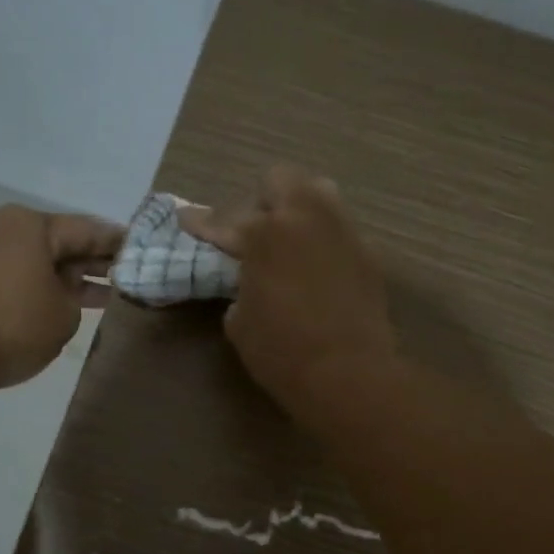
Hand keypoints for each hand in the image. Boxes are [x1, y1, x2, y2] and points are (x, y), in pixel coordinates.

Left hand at [0, 205, 123, 391]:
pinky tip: (39, 304)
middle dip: (84, 261)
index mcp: (30, 225)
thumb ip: (73, 299)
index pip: (86, 230)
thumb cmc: (9, 325)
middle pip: (52, 242)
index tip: (137, 248)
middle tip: (115, 276)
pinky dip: (24, 285)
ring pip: (24, 258)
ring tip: (83, 296)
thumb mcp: (63, 318)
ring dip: (54, 276)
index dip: (115, 243)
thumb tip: (58, 292)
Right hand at [181, 165, 395, 410]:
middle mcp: (304, 219)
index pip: (222, 220)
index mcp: (264, 234)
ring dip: (299, 210)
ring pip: (319, 194)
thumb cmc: (282, 352)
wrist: (349, 373)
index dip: (200, 222)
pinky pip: (339, 230)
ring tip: (290, 240)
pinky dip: (323, 240)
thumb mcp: (240, 323)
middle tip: (253, 232)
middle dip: (262, 201)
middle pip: (280, 181)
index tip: (187, 219)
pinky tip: (317, 268)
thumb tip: (249, 286)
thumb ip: (239, 290)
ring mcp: (341, 231)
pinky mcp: (367, 253)